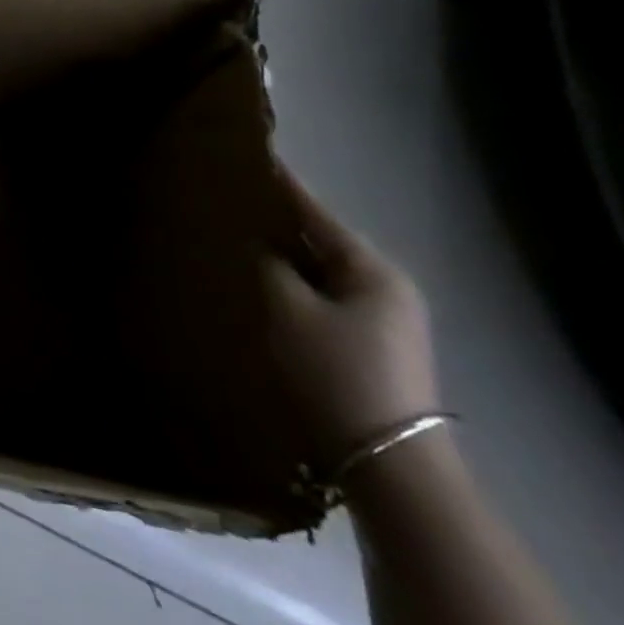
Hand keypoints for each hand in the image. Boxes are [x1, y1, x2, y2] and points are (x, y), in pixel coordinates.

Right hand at [263, 167, 441, 474]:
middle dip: (279, 225)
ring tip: (239, 241)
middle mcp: (387, 289)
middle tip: (233, 203)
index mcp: (374, 271)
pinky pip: (324, 302)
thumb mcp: (290, 311)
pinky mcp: (372, 350)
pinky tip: (264, 289)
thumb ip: (269, 267)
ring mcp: (384, 323)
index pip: (318, 214)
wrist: (390, 467)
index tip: (254, 158)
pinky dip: (295, 290)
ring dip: (285, 261)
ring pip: (321, 275)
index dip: (283, 186)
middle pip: (322, 243)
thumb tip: (259, 245)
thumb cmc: (338, 374)